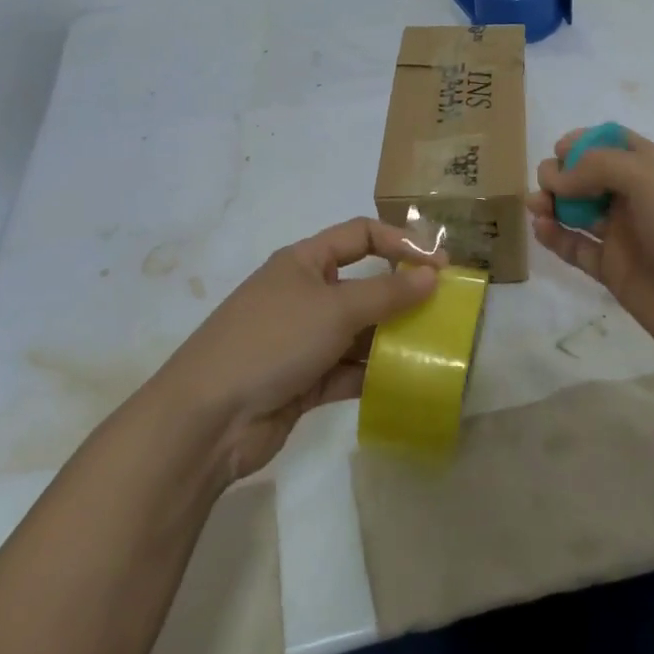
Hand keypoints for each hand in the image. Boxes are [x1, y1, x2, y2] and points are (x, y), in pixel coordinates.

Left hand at [152, 218, 443, 482]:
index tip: (439, 265)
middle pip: (362, 285)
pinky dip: (373, 375)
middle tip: (445, 312)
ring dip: (391, 340)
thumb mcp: (335, 308)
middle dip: (402, 296)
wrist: (208, 418)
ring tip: (435, 350)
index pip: (360, 235)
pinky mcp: (303, 382)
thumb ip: (387, 292)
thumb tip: (431, 274)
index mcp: (305, 262)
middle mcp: (304, 294)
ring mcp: (302, 340)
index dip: (400, 242)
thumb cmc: (273, 341)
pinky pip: (347, 371)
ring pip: (358, 332)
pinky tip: (406, 384)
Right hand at [528, 126, 653, 377]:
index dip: (582, 141)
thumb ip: (594, 167)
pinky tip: (541, 229)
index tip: (560, 152)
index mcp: (649, 167)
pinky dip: (555, 237)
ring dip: (551, 202)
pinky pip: (576, 247)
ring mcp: (623, 234)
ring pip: (576, 210)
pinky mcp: (613, 270)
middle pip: (586, 174)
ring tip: (536, 207)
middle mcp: (634, 196)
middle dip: (560, 173)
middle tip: (549, 185)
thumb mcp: (645, 177)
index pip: (609, 142)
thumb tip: (556, 179)